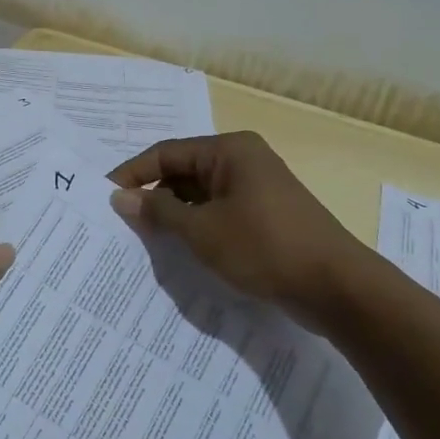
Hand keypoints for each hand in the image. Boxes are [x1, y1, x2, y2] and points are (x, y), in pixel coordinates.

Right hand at [109, 132, 368, 323]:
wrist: (335, 287)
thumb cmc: (263, 247)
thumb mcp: (201, 230)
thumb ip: (157, 211)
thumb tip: (120, 197)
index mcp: (229, 151)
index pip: (166, 153)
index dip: (132, 174)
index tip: (104, 197)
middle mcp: (243, 161)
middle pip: (183, 171)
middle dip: (153, 196)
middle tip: (122, 223)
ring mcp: (257, 188)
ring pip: (200, 195)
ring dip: (174, 215)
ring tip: (146, 239)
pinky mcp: (266, 215)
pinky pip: (219, 212)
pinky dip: (197, 226)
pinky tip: (181, 249)